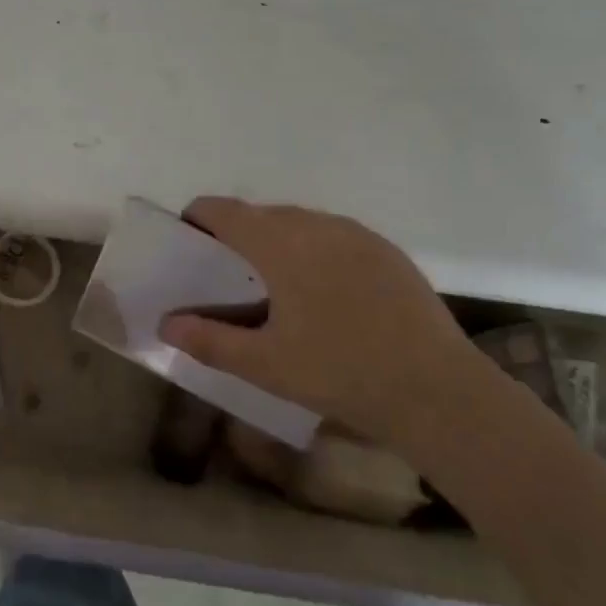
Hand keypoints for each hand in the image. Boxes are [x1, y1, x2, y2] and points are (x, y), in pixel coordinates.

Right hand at [158, 198, 487, 458]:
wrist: (439, 393)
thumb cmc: (341, 374)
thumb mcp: (264, 364)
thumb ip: (208, 340)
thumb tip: (166, 324)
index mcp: (283, 245)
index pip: (226, 211)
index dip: (199, 216)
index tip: (187, 237)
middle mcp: (319, 227)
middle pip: (262, 214)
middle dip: (236, 232)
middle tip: (226, 270)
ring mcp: (359, 237)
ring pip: (301, 222)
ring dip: (276, 238)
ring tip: (272, 281)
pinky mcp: (388, 253)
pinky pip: (335, 235)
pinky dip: (313, 249)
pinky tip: (322, 292)